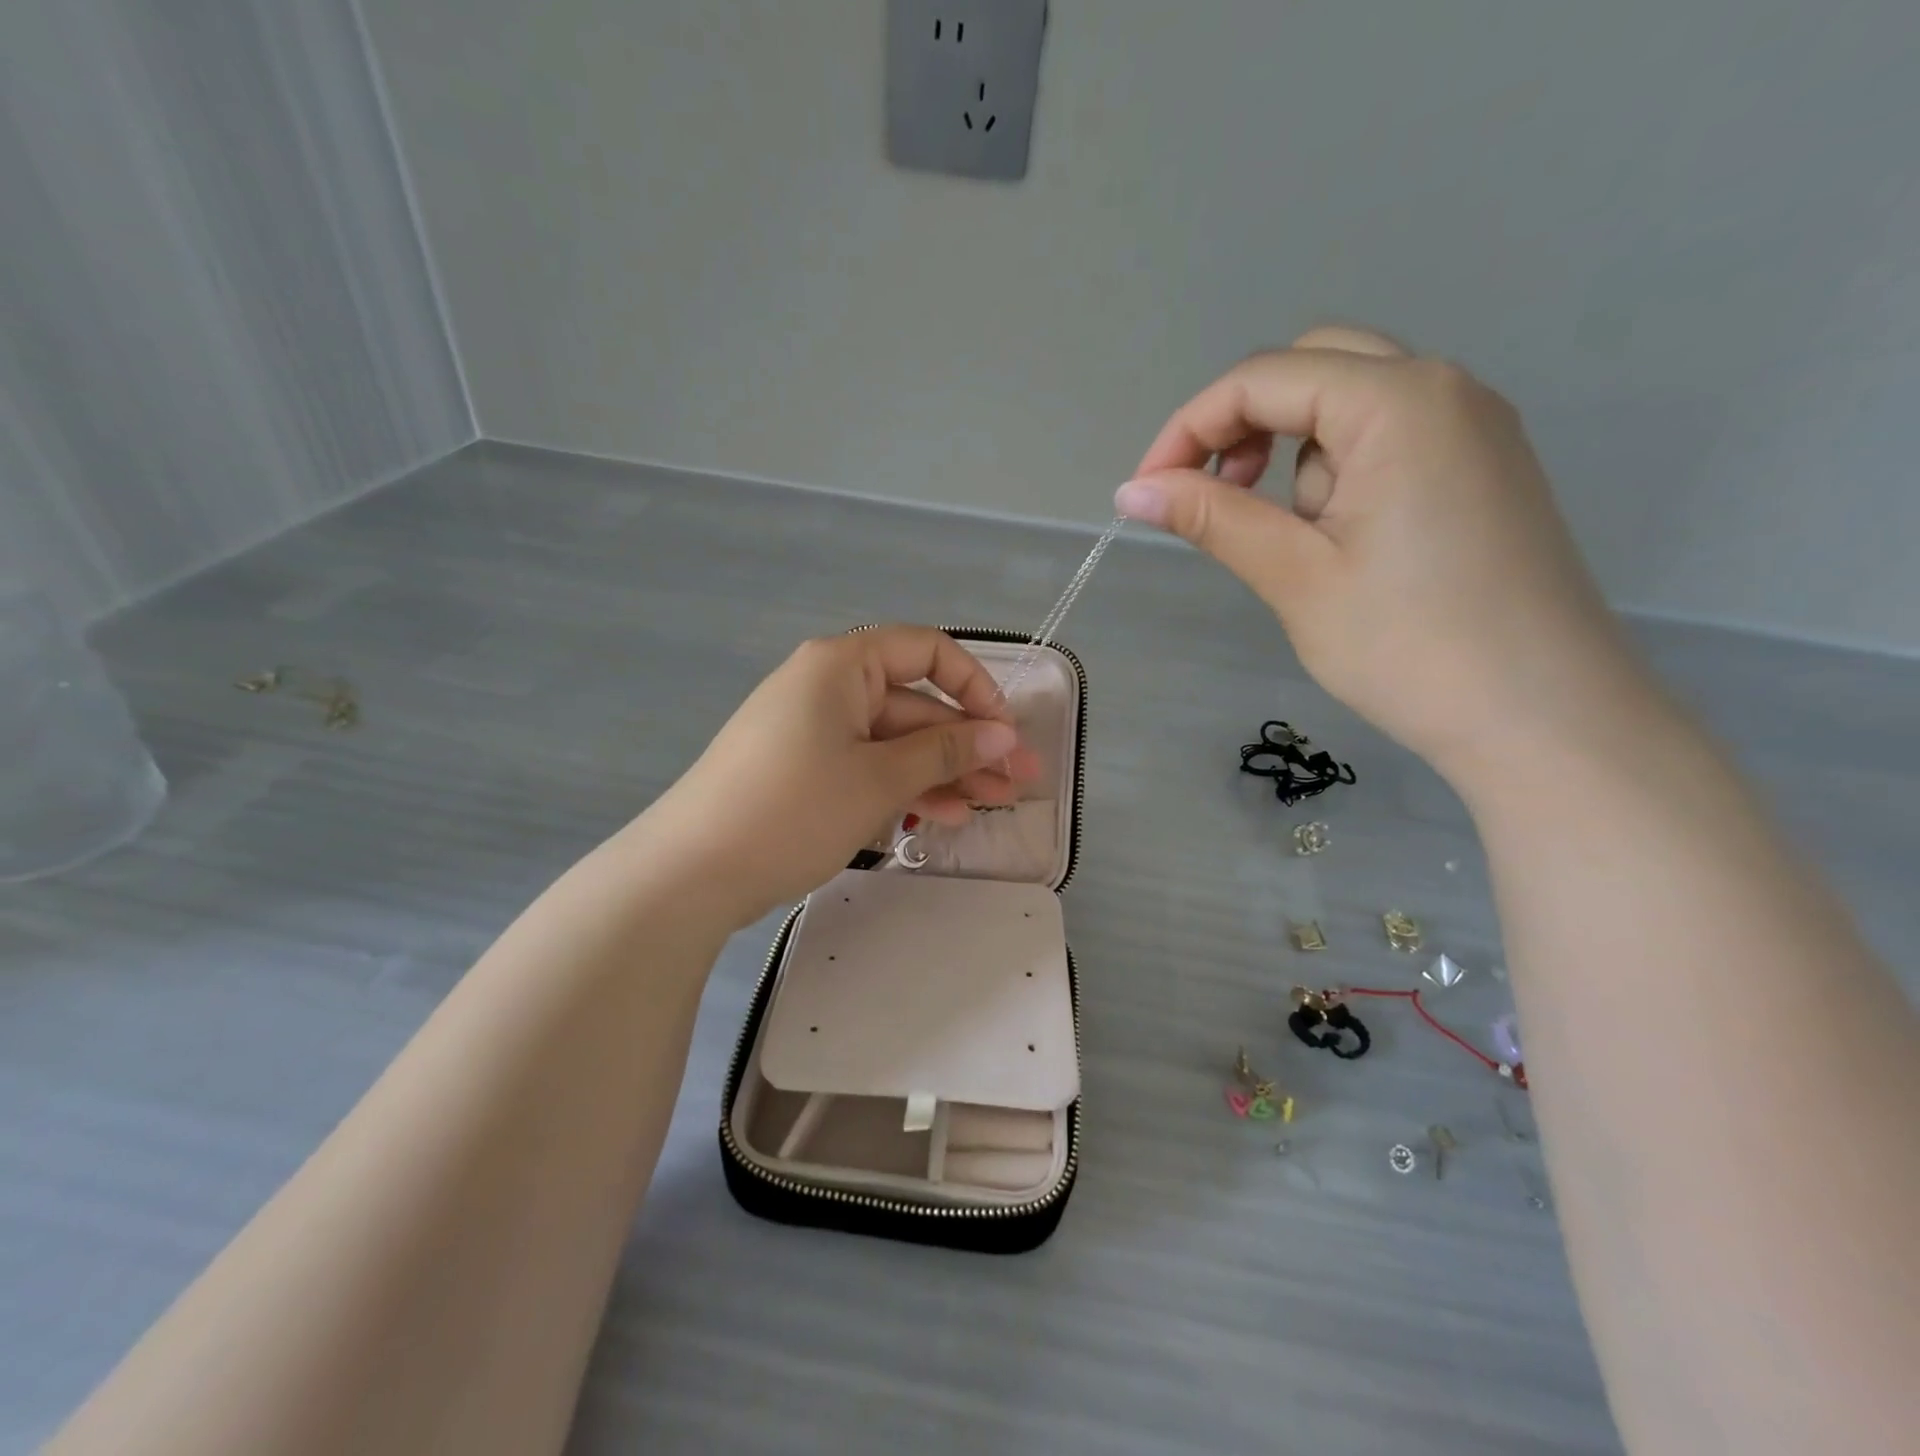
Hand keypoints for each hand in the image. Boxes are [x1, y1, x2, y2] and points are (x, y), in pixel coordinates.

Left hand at [643, 627, 1038, 924]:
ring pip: (893, 743)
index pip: (927, 651)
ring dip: (942, 772)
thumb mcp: (879, 779)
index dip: (975, 687)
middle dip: (967, 745)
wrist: (689, 872)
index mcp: (842, 665)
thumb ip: (945, 752)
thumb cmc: (793, 808)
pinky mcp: (803, 771)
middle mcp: (827, 687)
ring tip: (990, 807)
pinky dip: (902, 788)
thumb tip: (1003, 736)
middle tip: (1018, 784)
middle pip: (913, 705)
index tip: (1005, 732)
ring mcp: (813, 731)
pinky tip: (940, 817)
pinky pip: (866, 767)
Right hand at [1117, 327, 1662, 777]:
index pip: (1263, 378)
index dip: (1187, 429)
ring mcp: (1472, 427)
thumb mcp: (1296, 577)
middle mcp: (1444, 389)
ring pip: (1348, 402)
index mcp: (1399, 401)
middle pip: (1310, 368)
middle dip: (1242, 425)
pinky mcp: (1480, 469)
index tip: (1144, 493)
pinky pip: (1386, 437)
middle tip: (1210, 494)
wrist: (1544, 718)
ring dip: (1290, 452)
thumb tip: (1131, 490)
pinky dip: (1335, 470)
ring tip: (1287, 537)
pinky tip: (1333, 538)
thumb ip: (1212, 518)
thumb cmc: (1409, 646)